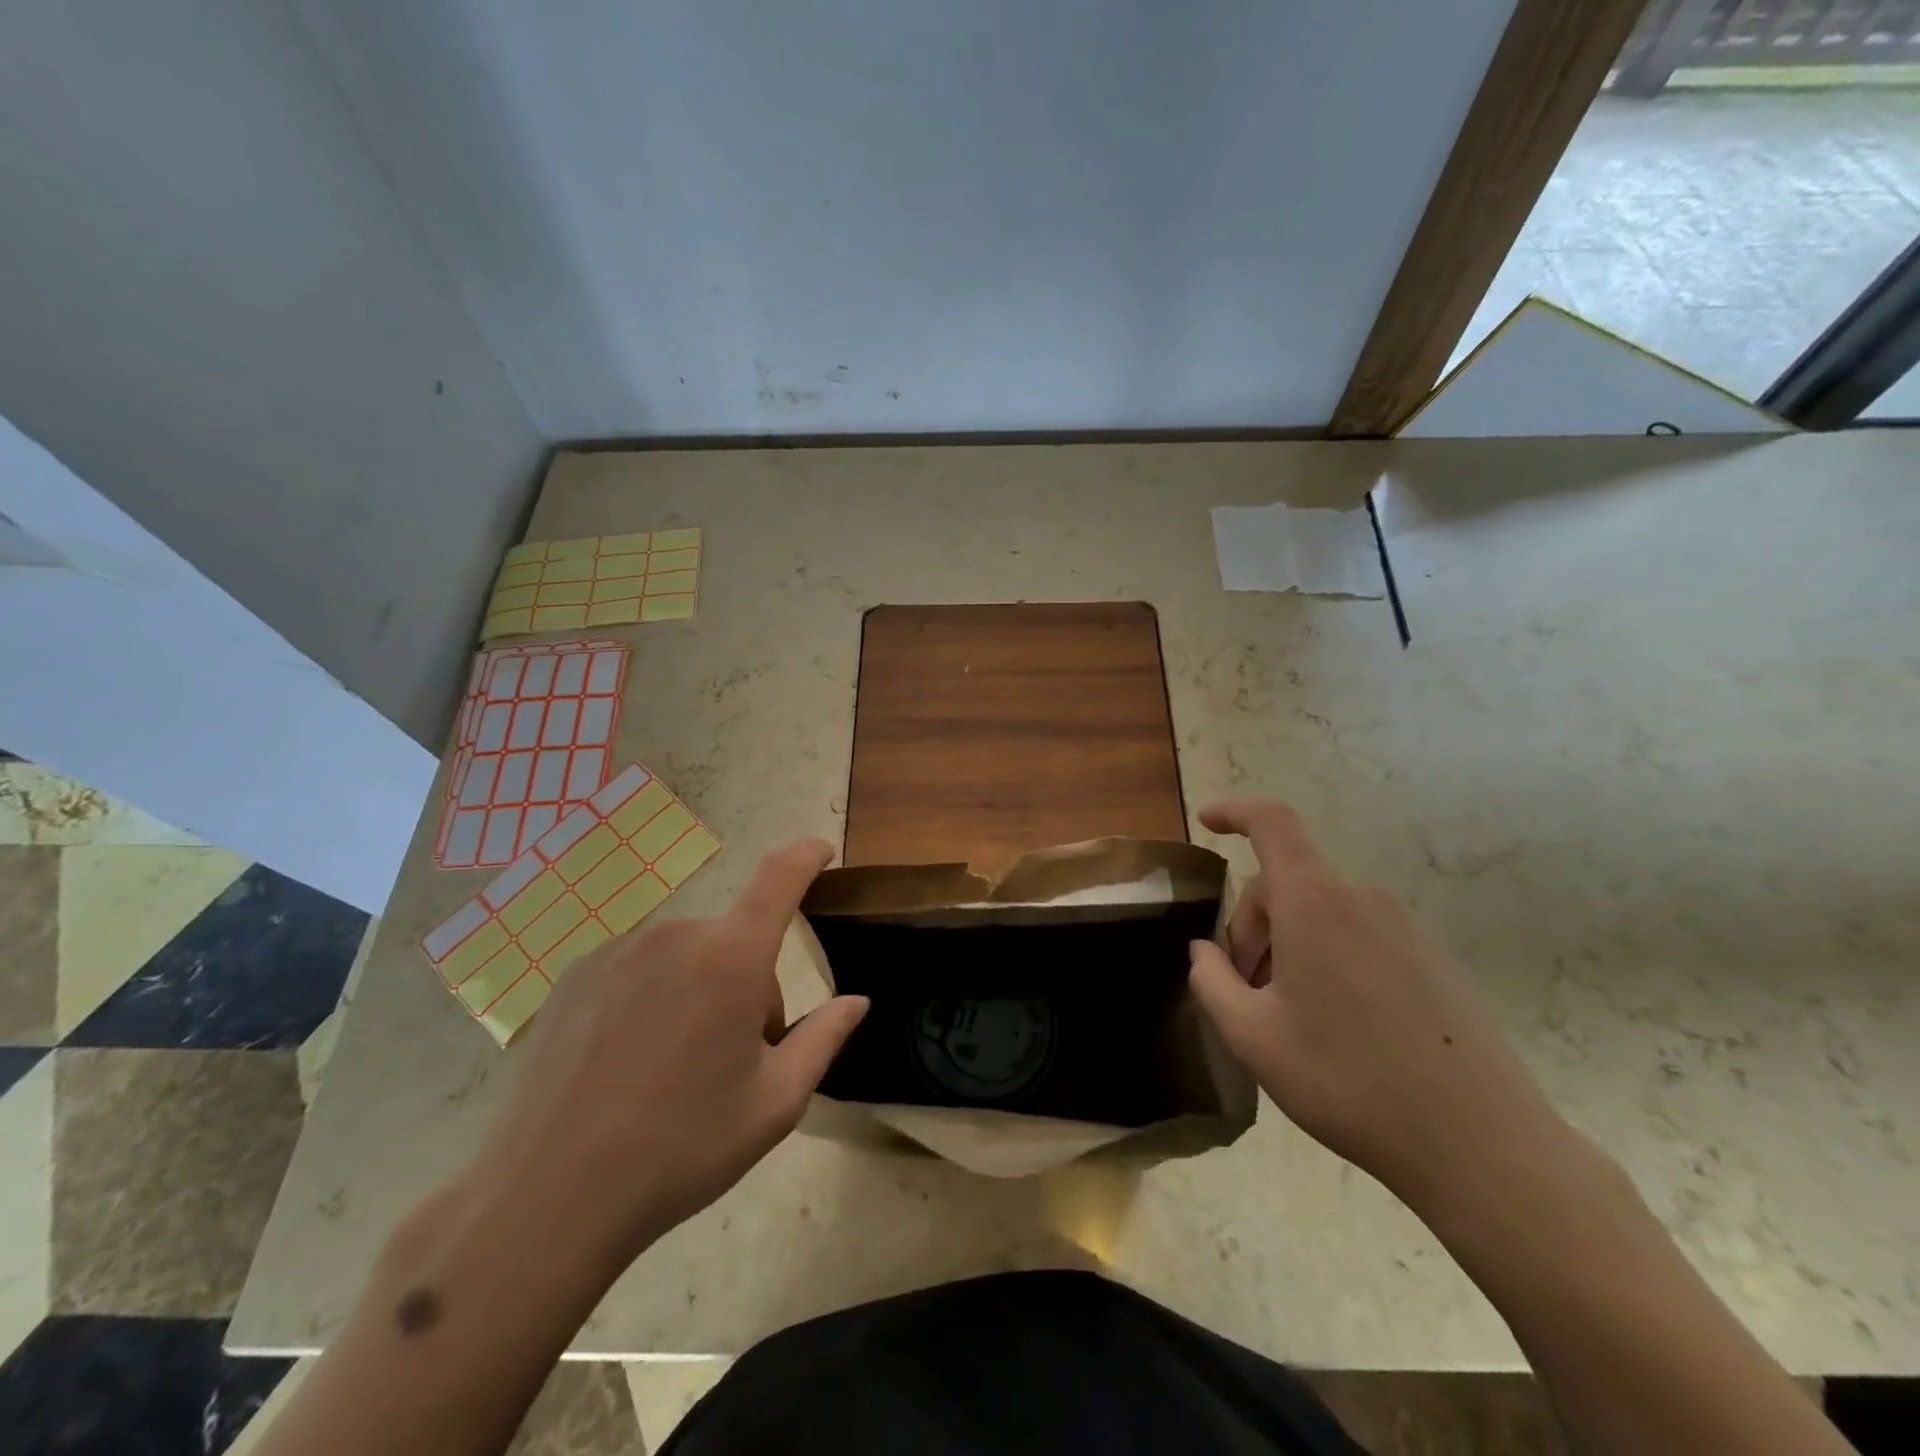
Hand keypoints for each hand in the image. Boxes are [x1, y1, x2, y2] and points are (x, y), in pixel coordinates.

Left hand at [470, 838, 867, 1263]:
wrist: (549, 1198)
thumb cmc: (682, 1148)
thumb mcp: (775, 1102)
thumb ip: (824, 1037)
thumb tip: (856, 1000)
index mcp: (731, 958)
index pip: (780, 878)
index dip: (806, 856)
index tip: (821, 852)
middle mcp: (676, 936)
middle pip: (735, 942)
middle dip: (750, 986)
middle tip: (735, 1060)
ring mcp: (620, 951)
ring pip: (688, 958)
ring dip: (701, 993)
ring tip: (673, 1070)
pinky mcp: (578, 975)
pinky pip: (641, 970)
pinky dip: (654, 999)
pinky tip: (627, 1064)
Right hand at [1188, 800, 1569, 1212]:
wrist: (1480, 1144)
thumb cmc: (1347, 1080)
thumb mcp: (1252, 1037)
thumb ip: (1211, 981)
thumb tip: (1204, 951)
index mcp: (1314, 902)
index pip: (1271, 823)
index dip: (1234, 811)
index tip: (1206, 821)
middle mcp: (1361, 899)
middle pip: (1287, 883)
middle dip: (1252, 925)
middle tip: (1245, 989)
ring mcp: (1405, 928)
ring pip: (1322, 912)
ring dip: (1289, 945)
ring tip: (1288, 1015)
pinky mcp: (1432, 959)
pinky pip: (1359, 935)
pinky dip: (1328, 957)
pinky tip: (1337, 1026)